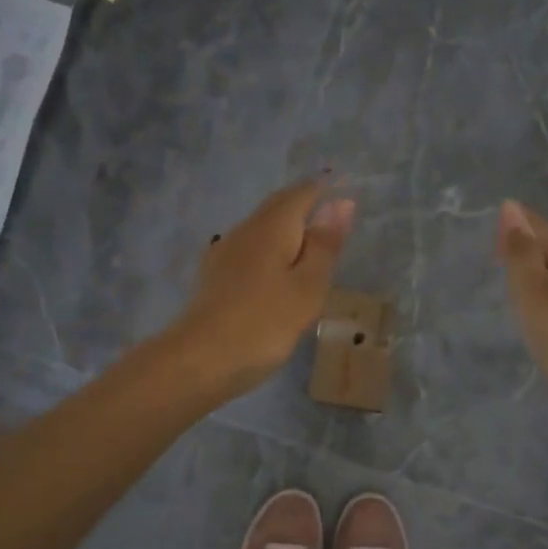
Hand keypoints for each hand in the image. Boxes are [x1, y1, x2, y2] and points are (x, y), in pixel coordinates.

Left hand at [172, 180, 355, 397]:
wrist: (200, 359)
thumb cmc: (265, 322)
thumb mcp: (308, 286)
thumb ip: (324, 244)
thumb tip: (341, 203)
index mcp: (272, 226)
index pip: (302, 193)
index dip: (326, 189)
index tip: (346, 191)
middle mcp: (245, 229)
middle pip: (278, 206)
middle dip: (305, 204)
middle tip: (333, 215)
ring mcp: (225, 252)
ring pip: (262, 228)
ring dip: (287, 228)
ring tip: (312, 245)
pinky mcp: (215, 276)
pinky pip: (251, 250)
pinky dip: (271, 251)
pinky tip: (277, 271)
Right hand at [496, 200, 547, 406]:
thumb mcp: (535, 288)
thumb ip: (521, 252)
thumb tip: (511, 209)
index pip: (544, 232)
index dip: (523, 220)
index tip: (502, 208)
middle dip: (528, 240)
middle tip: (499, 234)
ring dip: (531, 266)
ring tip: (508, 263)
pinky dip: (534, 293)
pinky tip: (527, 304)